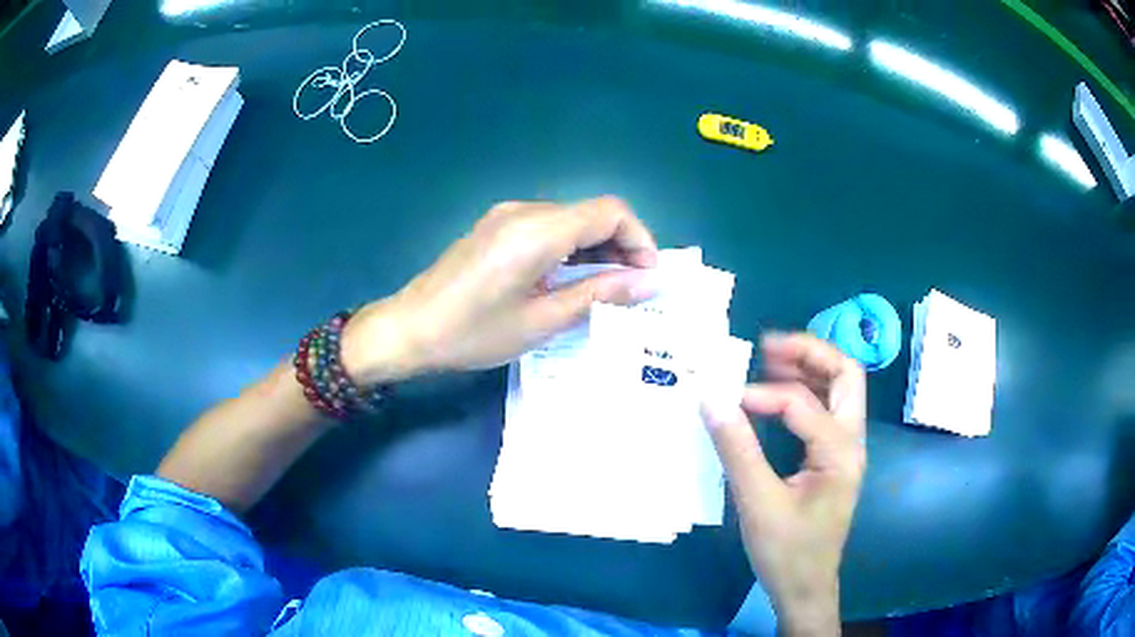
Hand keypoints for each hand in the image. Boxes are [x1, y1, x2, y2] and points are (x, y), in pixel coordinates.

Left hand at [343, 197, 658, 383]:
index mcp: (537, 231)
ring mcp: (507, 215)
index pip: (610, 211)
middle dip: (622, 246)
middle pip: (592, 212)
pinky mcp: (497, 226)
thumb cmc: (472, 334)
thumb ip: (599, 294)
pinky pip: (548, 227)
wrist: (408, 329)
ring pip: (571, 220)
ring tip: (606, 291)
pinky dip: (570, 249)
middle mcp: (524, 211)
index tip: (647, 277)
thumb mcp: (542, 321)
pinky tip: (570, 281)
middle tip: (632, 290)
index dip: (640, 239)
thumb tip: (648, 282)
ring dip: (597, 249)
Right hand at [701, 333, 865, 634]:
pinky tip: (778, 397)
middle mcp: (852, 442)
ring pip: (841, 389)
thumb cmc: (786, 552)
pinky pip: (827, 411)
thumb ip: (737, 449)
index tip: (724, 402)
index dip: (760, 396)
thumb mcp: (757, 503)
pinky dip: (806, 392)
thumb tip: (711, 398)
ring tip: (770, 359)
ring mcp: (846, 450)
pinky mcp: (834, 459)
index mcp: (840, 451)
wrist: (805, 588)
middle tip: (767, 347)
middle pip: (846, 374)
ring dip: (810, 368)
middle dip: (810, 352)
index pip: (801, 402)